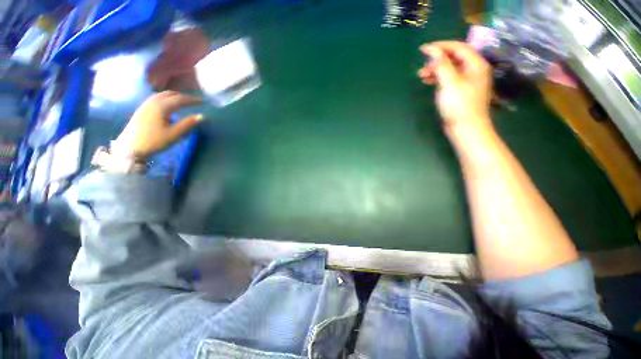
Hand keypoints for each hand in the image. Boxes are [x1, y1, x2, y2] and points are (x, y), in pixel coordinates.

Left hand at [111, 91, 203, 158]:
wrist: (130, 148)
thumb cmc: (154, 141)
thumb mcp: (174, 134)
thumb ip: (188, 124)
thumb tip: (202, 116)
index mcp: (161, 107)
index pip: (180, 99)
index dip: (192, 100)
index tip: (202, 102)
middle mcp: (153, 102)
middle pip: (170, 94)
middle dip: (183, 97)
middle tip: (193, 102)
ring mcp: (145, 105)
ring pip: (161, 95)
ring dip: (174, 97)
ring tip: (182, 102)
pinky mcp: (141, 110)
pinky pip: (156, 99)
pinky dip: (166, 99)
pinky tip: (168, 107)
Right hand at [418, 41, 493, 138]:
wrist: (466, 128)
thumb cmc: (459, 105)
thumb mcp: (449, 83)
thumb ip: (441, 65)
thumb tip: (433, 52)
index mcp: (476, 65)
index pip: (458, 47)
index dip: (441, 46)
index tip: (424, 49)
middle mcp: (474, 70)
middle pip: (455, 57)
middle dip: (437, 59)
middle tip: (422, 66)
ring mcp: (468, 81)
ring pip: (451, 68)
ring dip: (436, 70)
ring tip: (421, 75)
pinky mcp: (461, 91)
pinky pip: (449, 78)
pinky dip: (439, 78)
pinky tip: (429, 82)